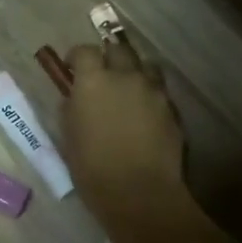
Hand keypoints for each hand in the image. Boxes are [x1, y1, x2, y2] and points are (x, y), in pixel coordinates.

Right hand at [61, 41, 188, 233]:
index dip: (77, 57)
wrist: (139, 193)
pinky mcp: (172, 109)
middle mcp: (126, 77)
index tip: (72, 68)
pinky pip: (159, 91)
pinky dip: (149, 95)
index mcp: (94, 81)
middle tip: (101, 74)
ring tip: (127, 90)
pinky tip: (143, 116)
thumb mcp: (69, 135)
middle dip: (108, 57)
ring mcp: (154, 91)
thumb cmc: (92, 168)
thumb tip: (75, 97)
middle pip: (119, 49)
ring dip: (134, 72)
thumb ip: (72, 108)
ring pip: (145, 66)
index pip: (84, 51)